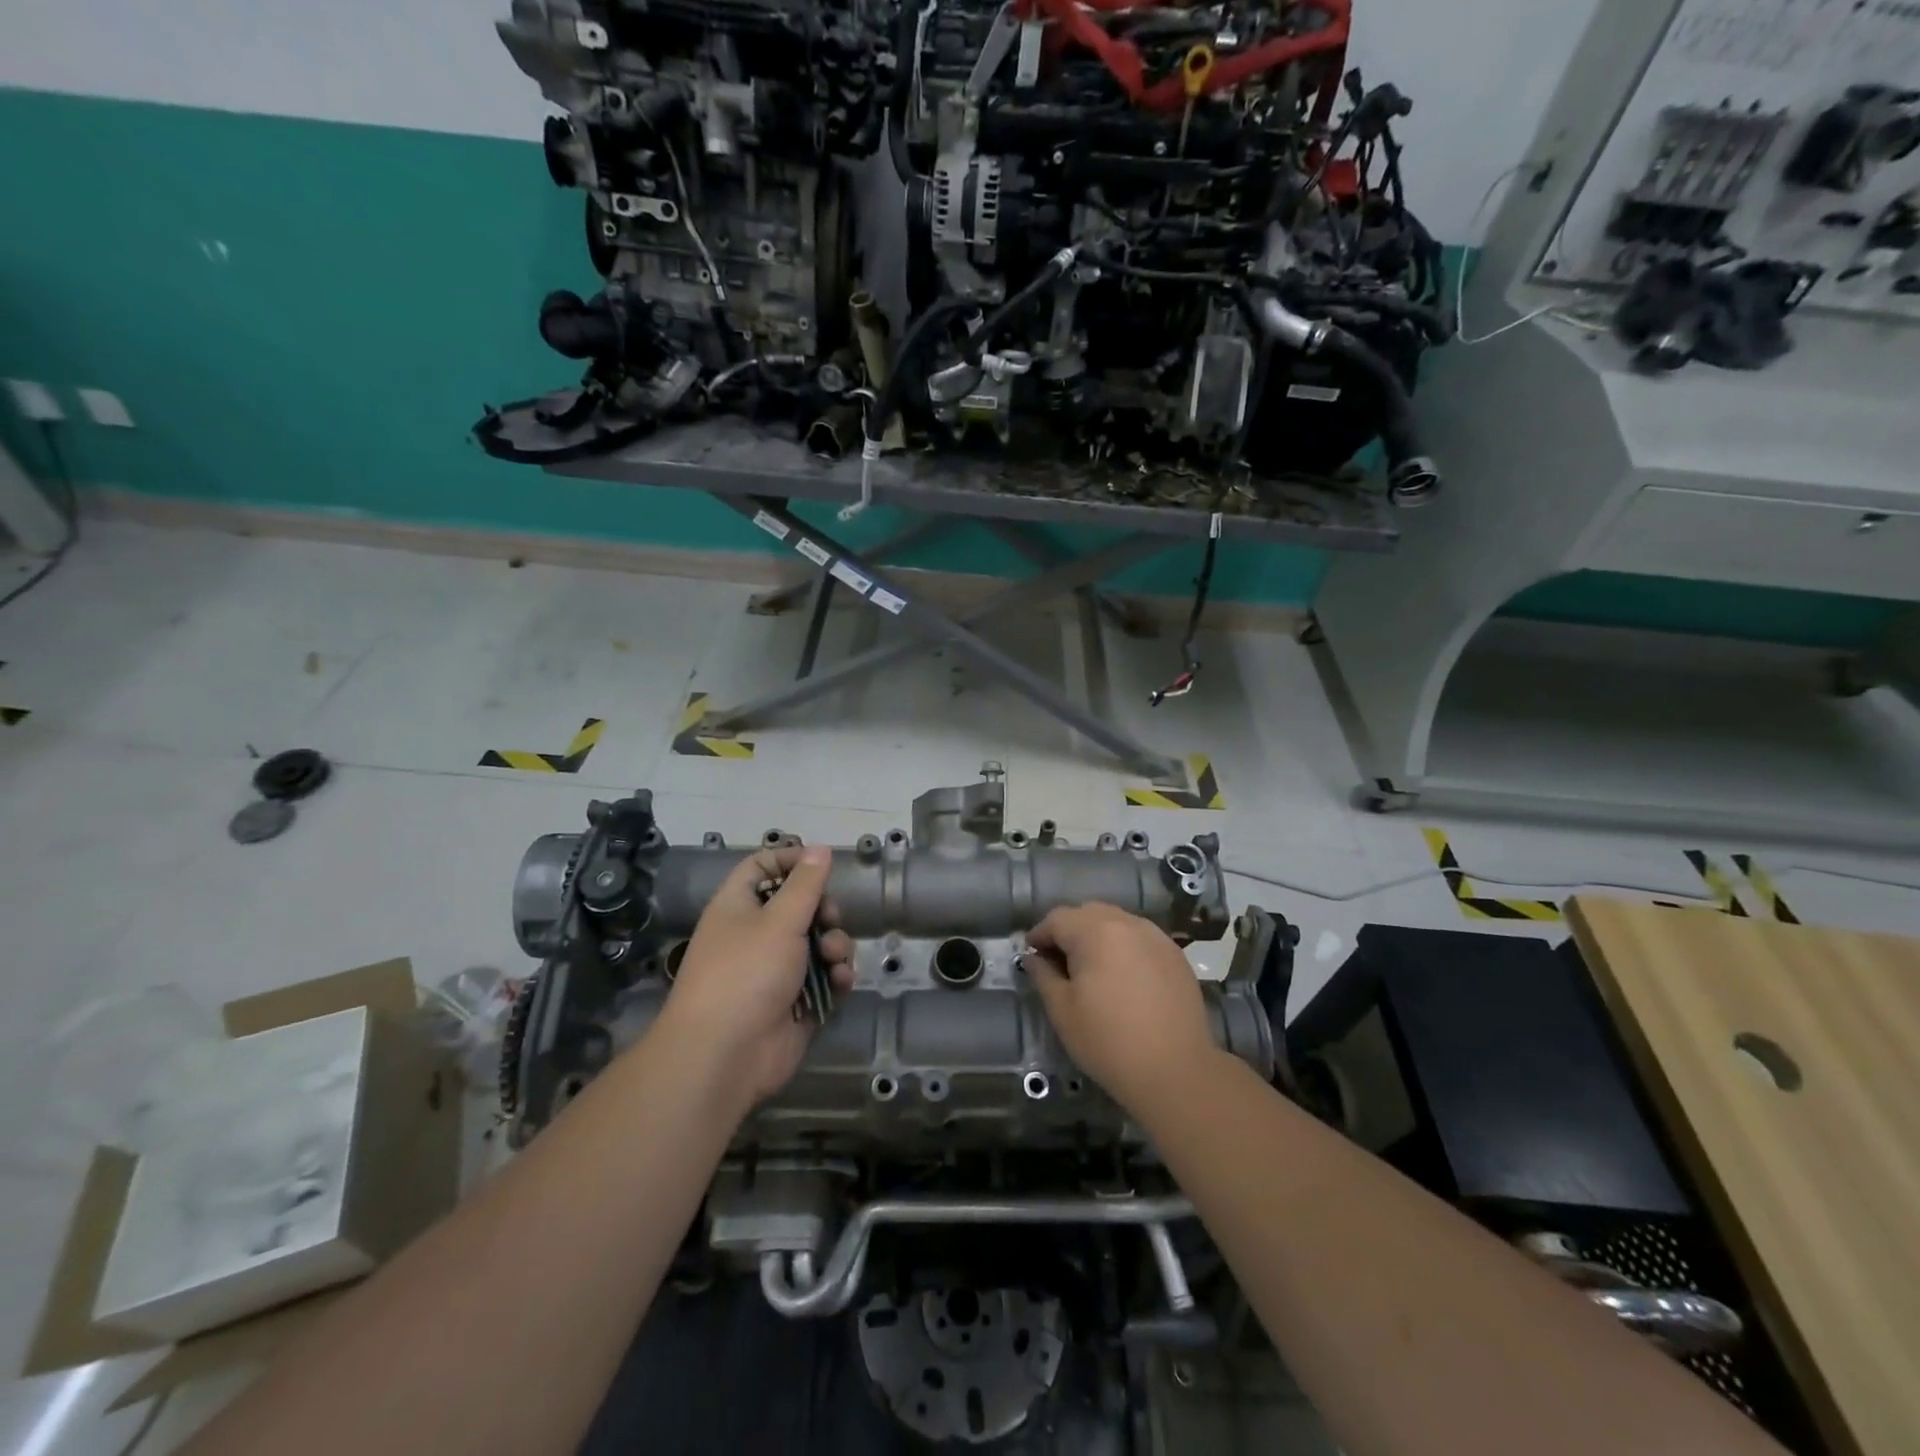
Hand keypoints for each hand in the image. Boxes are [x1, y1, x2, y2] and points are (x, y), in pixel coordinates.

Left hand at [658, 844, 852, 1109]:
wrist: (725, 1056)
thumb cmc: (746, 974)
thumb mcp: (780, 920)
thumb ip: (806, 884)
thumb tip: (820, 848)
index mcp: (738, 907)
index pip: (761, 868)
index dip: (790, 860)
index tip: (822, 862)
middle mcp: (756, 935)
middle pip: (799, 906)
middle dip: (824, 910)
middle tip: (830, 918)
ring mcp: (776, 970)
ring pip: (818, 942)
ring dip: (835, 945)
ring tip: (835, 959)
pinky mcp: (795, 1001)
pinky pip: (824, 978)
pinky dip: (836, 976)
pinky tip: (841, 982)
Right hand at [1022, 903, 1219, 1113]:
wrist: (1176, 1071)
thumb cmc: (1109, 1041)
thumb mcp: (1063, 1011)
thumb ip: (1043, 975)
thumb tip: (1032, 957)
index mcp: (1095, 932)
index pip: (1057, 919)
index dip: (1039, 935)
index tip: (1031, 956)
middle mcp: (1127, 923)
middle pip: (1088, 913)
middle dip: (1069, 931)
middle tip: (1059, 962)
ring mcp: (1156, 937)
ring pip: (1117, 922)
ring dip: (1098, 936)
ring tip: (1092, 969)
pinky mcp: (1175, 955)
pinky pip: (1140, 938)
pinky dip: (1124, 946)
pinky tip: (1123, 976)